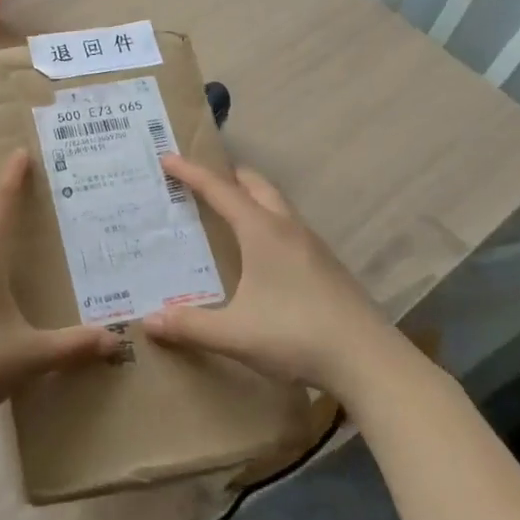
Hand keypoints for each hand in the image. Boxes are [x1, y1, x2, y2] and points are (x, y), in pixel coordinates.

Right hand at [142, 153, 390, 392]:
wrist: (370, 362)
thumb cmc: (296, 335)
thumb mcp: (234, 334)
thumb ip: (189, 326)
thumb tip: (148, 321)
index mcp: (262, 232)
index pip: (219, 190)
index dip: (191, 173)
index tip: (167, 157)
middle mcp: (288, 228)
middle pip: (255, 185)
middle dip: (226, 176)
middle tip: (199, 182)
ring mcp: (313, 246)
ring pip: (277, 205)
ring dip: (250, 198)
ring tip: (226, 214)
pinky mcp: (327, 266)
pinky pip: (289, 228)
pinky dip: (266, 223)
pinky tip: (260, 255)